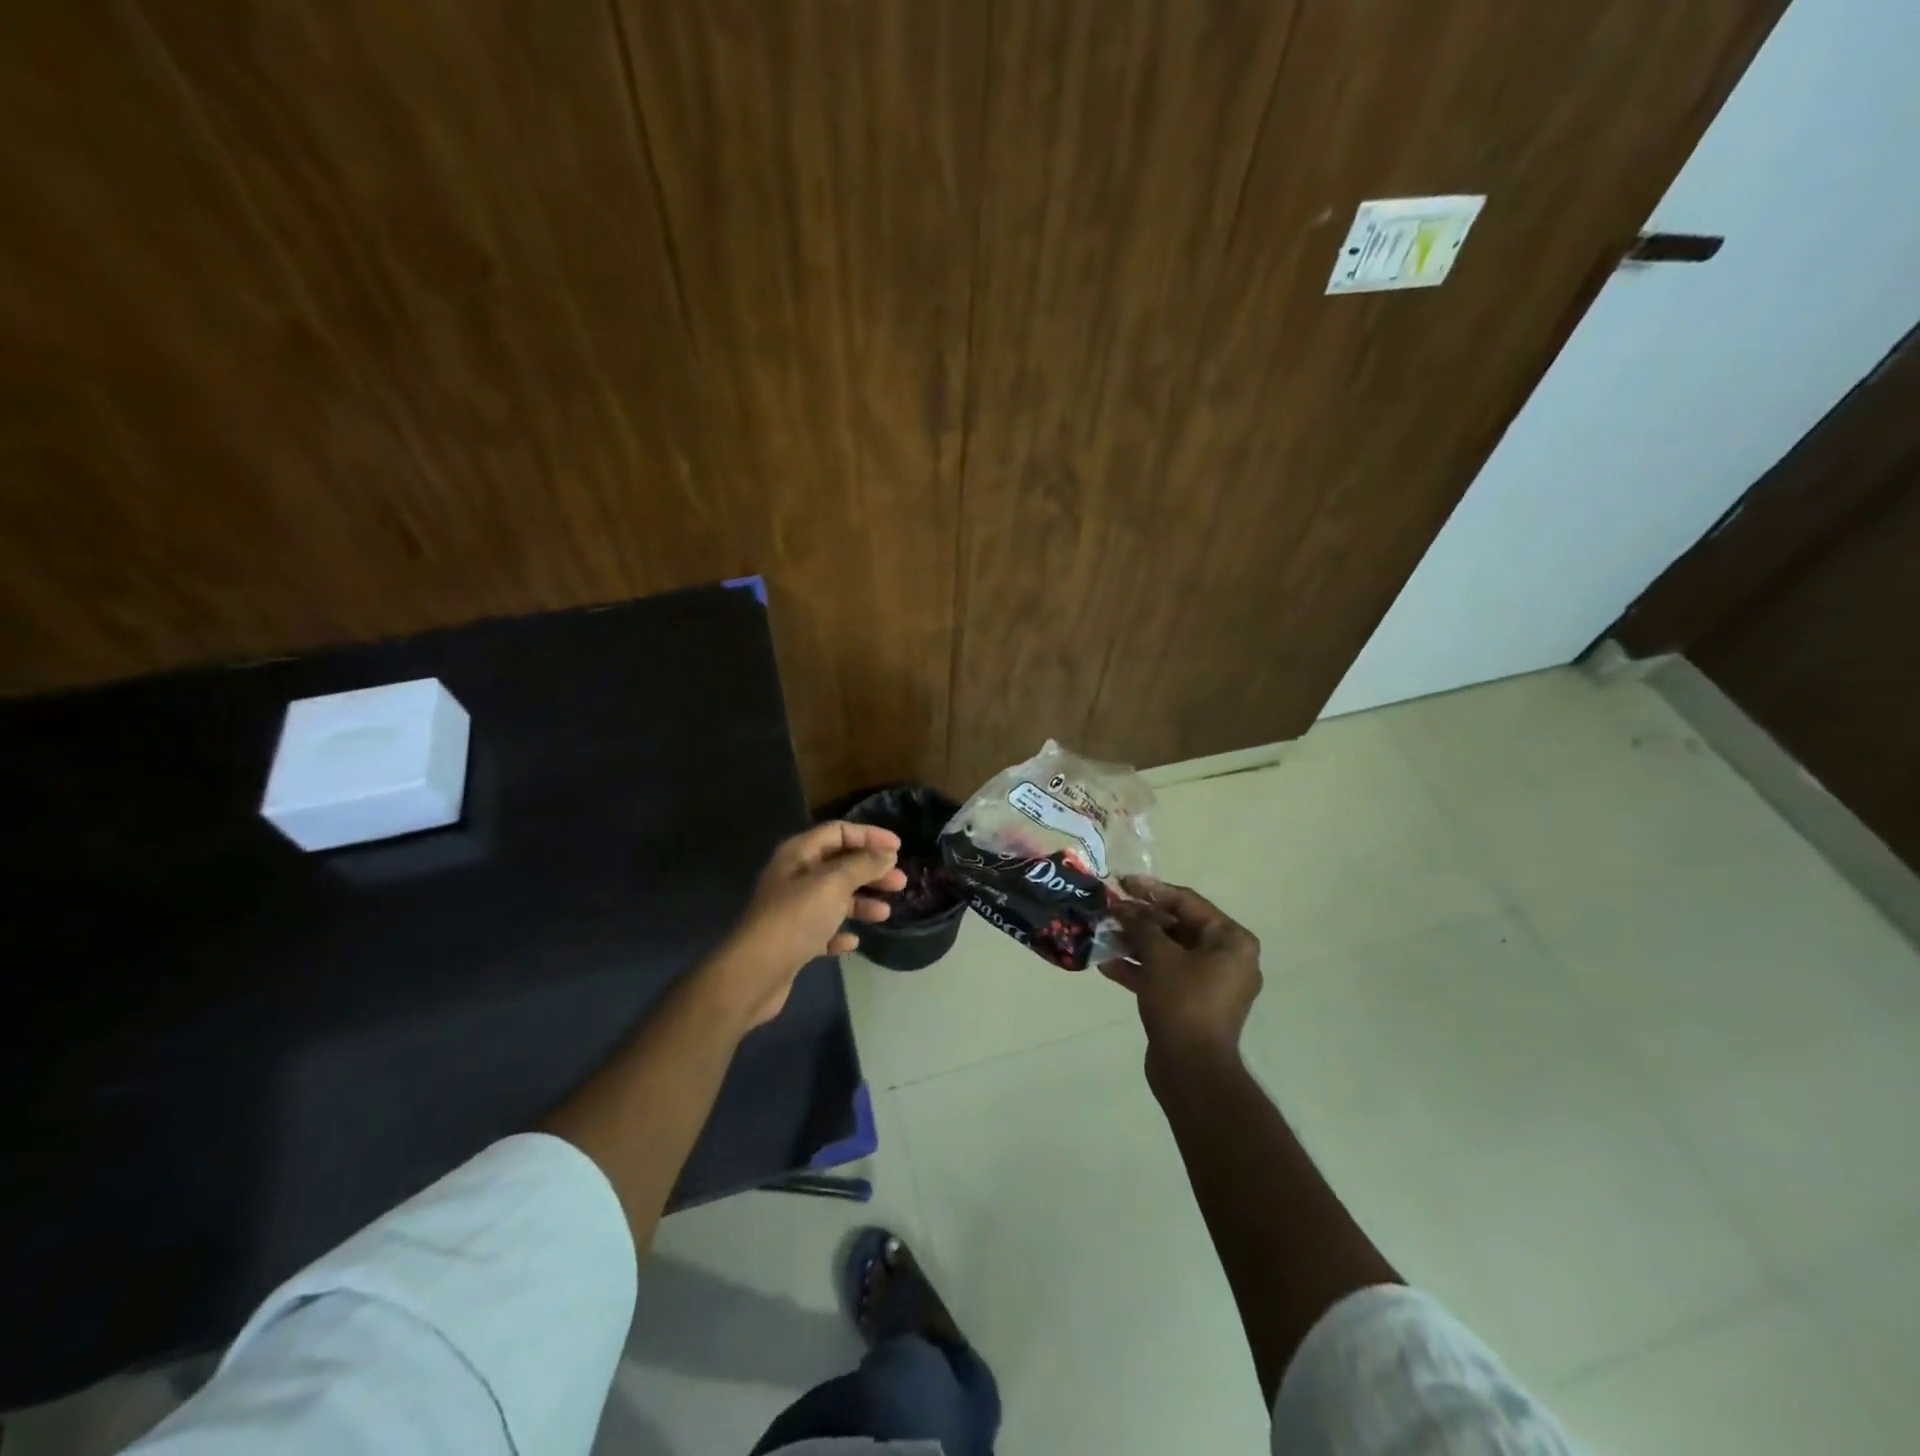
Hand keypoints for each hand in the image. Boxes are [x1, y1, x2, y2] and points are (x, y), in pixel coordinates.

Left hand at [705, 822, 906, 1029]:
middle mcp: (794, 876)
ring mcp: (793, 910)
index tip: (899, 848)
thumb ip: (862, 865)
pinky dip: (841, 931)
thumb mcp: (833, 884)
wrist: (755, 972)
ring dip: (861, 902)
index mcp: (799, 854)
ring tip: (885, 913)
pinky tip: (854, 941)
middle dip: (871, 871)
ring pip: (835, 898)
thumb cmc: (796, 918)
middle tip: (900, 882)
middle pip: (839, 864)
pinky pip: (824, 929)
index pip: (838, 832)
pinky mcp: (794, 940)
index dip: (869, 835)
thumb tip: (886, 854)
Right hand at [1100, 877, 1262, 1068]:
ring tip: (1103, 934)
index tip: (1122, 882)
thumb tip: (1124, 907)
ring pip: (1169, 952)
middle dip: (1141, 920)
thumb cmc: (1183, 1002)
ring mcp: (1210, 984)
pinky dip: (1140, 969)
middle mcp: (1227, 958)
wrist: (1192, 1070)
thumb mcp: (1159, 956)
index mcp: (1231, 941)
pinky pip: (1166, 976)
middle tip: (1109, 910)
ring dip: (1136, 944)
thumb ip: (1141, 925)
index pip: (1188, 902)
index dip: (1152, 890)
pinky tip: (1106, 964)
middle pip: (1178, 927)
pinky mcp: (1193, 1004)